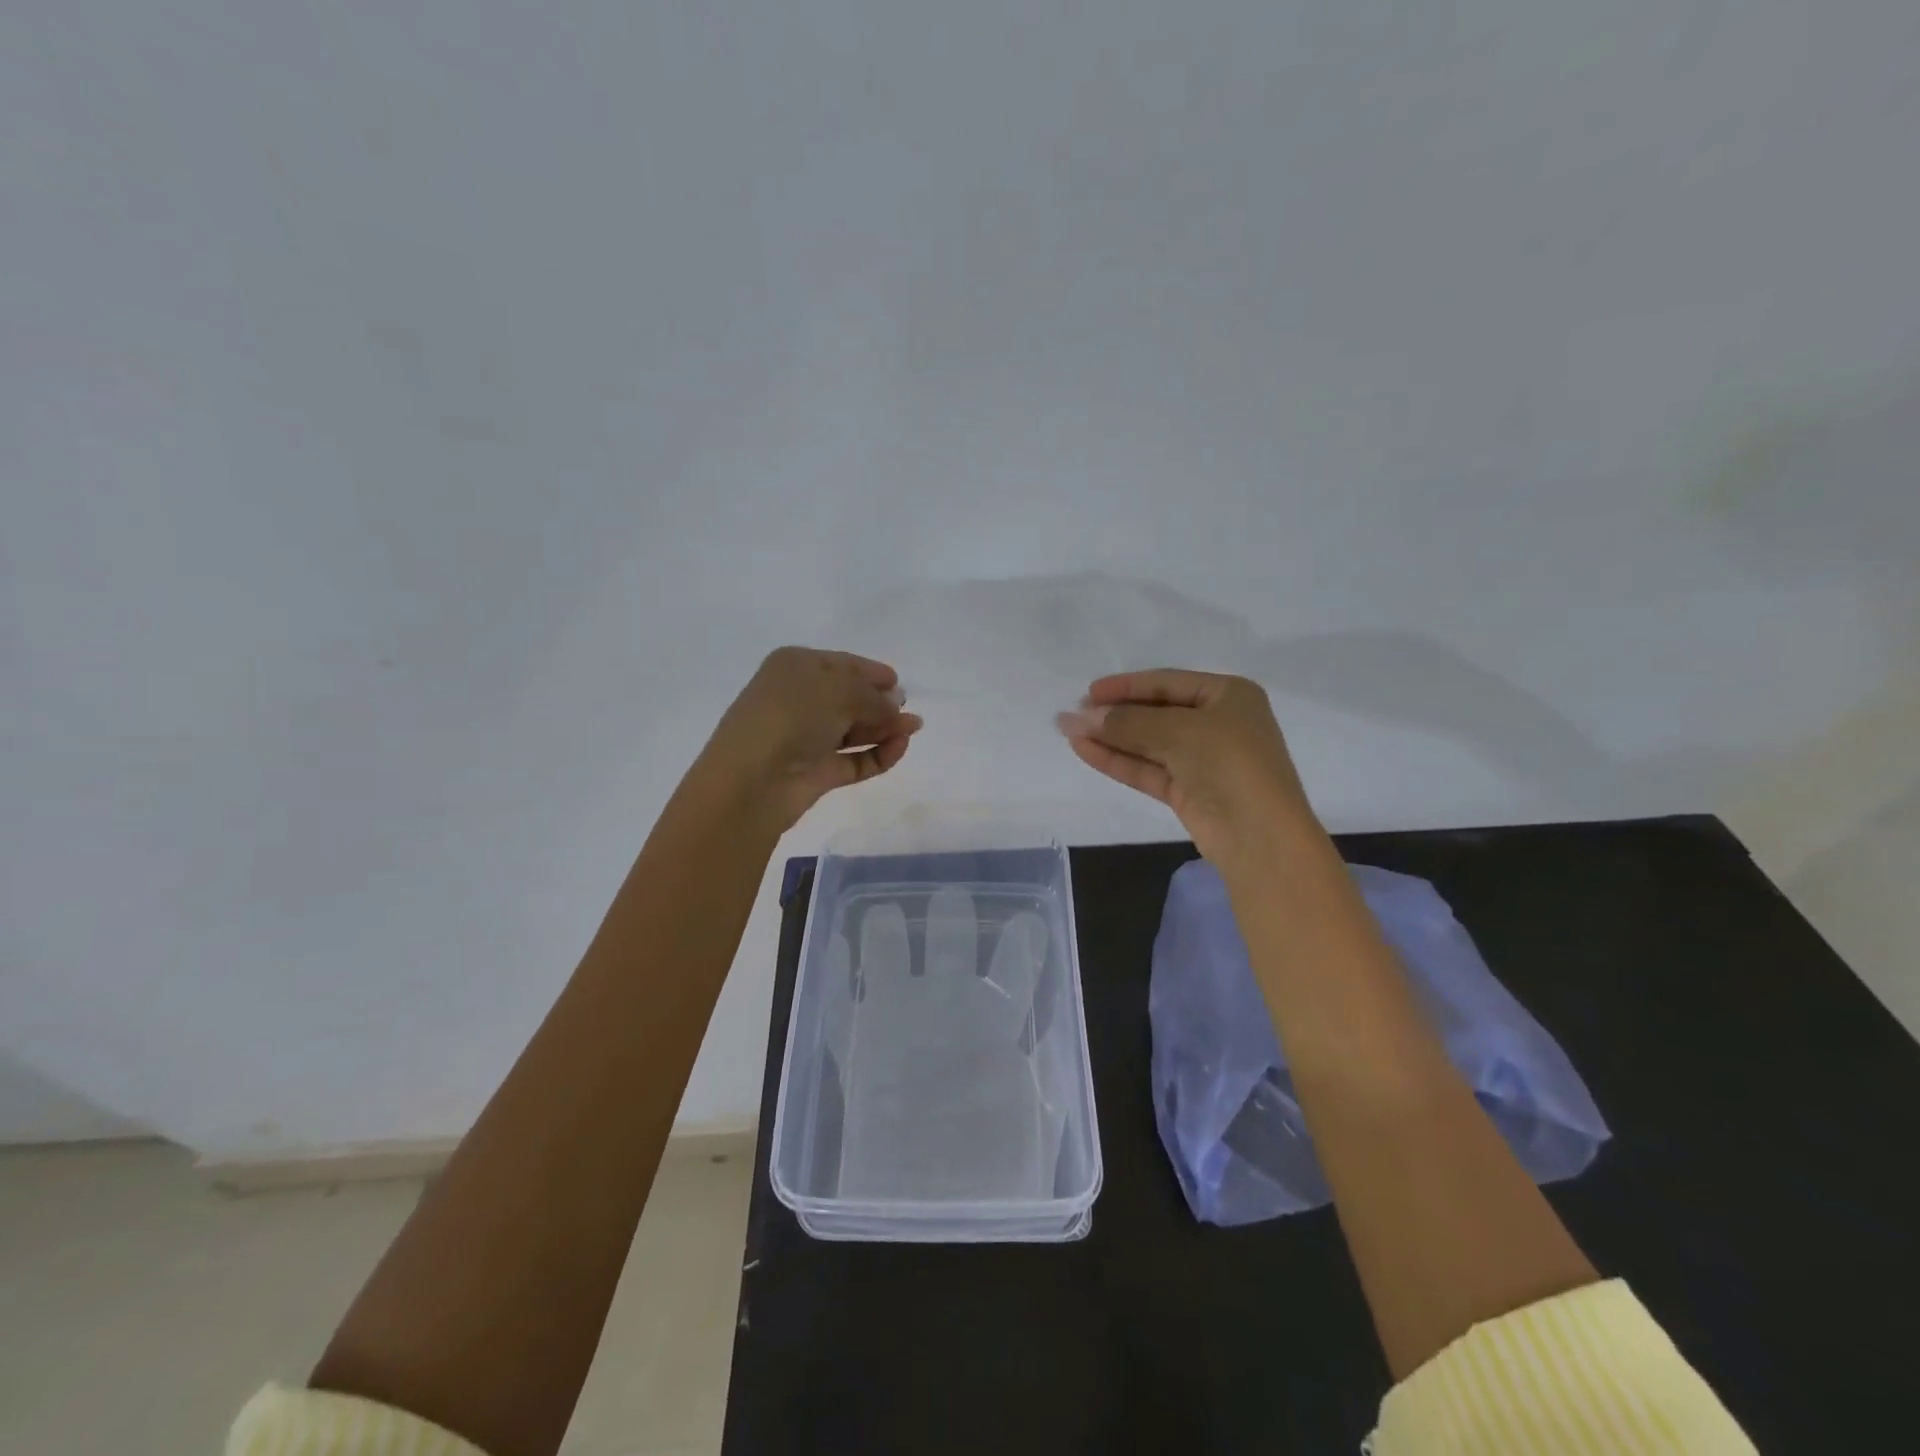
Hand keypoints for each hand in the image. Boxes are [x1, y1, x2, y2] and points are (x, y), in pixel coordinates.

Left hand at [700, 647, 922, 832]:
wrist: (753, 779)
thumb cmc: (792, 716)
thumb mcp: (840, 690)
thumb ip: (874, 696)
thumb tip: (894, 705)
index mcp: (795, 667)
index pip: (841, 664)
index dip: (871, 672)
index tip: (898, 682)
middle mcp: (799, 700)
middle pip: (849, 698)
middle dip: (881, 702)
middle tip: (908, 709)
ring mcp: (807, 738)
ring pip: (854, 730)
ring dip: (884, 728)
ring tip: (913, 728)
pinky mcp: (817, 772)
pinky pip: (854, 760)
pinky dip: (878, 754)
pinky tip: (899, 748)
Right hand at [1057, 669, 1318, 869]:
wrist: (1260, 836)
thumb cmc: (1229, 763)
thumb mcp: (1178, 731)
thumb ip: (1127, 722)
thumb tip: (1079, 716)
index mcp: (1228, 695)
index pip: (1167, 682)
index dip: (1126, 686)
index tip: (1088, 691)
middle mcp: (1217, 723)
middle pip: (1155, 712)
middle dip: (1114, 713)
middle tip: (1073, 714)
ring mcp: (1202, 759)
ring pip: (1148, 742)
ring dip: (1110, 737)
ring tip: (1069, 731)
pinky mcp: (1188, 791)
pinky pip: (1147, 768)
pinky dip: (1117, 760)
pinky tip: (1085, 751)